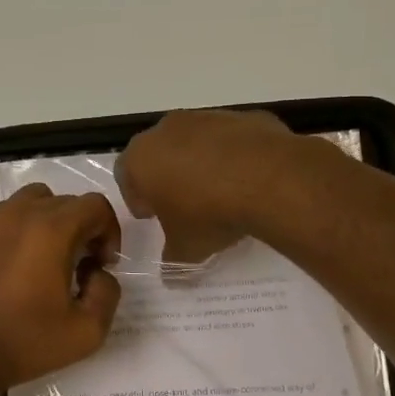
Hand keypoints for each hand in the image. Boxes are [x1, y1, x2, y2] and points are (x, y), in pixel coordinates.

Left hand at [0, 185, 121, 395]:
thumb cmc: (23, 342)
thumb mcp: (86, 331)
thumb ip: (108, 293)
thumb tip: (97, 272)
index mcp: (52, 230)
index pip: (95, 205)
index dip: (109, 232)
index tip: (102, 264)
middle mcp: (20, 213)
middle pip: (65, 202)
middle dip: (82, 229)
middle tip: (79, 268)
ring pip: (32, 202)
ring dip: (50, 224)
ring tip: (47, 261)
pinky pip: (4, 217)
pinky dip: (20, 231)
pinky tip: (15, 267)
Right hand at [115, 109, 302, 265]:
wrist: (269, 180)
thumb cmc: (208, 214)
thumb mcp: (186, 249)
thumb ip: (172, 261)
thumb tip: (170, 279)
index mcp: (141, 158)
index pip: (125, 174)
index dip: (136, 197)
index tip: (152, 216)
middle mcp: (168, 129)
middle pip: (158, 153)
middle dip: (165, 177)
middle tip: (180, 204)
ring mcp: (207, 118)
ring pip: (193, 142)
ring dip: (198, 164)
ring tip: (217, 193)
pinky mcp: (243, 117)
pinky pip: (229, 140)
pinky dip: (232, 156)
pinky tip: (246, 181)